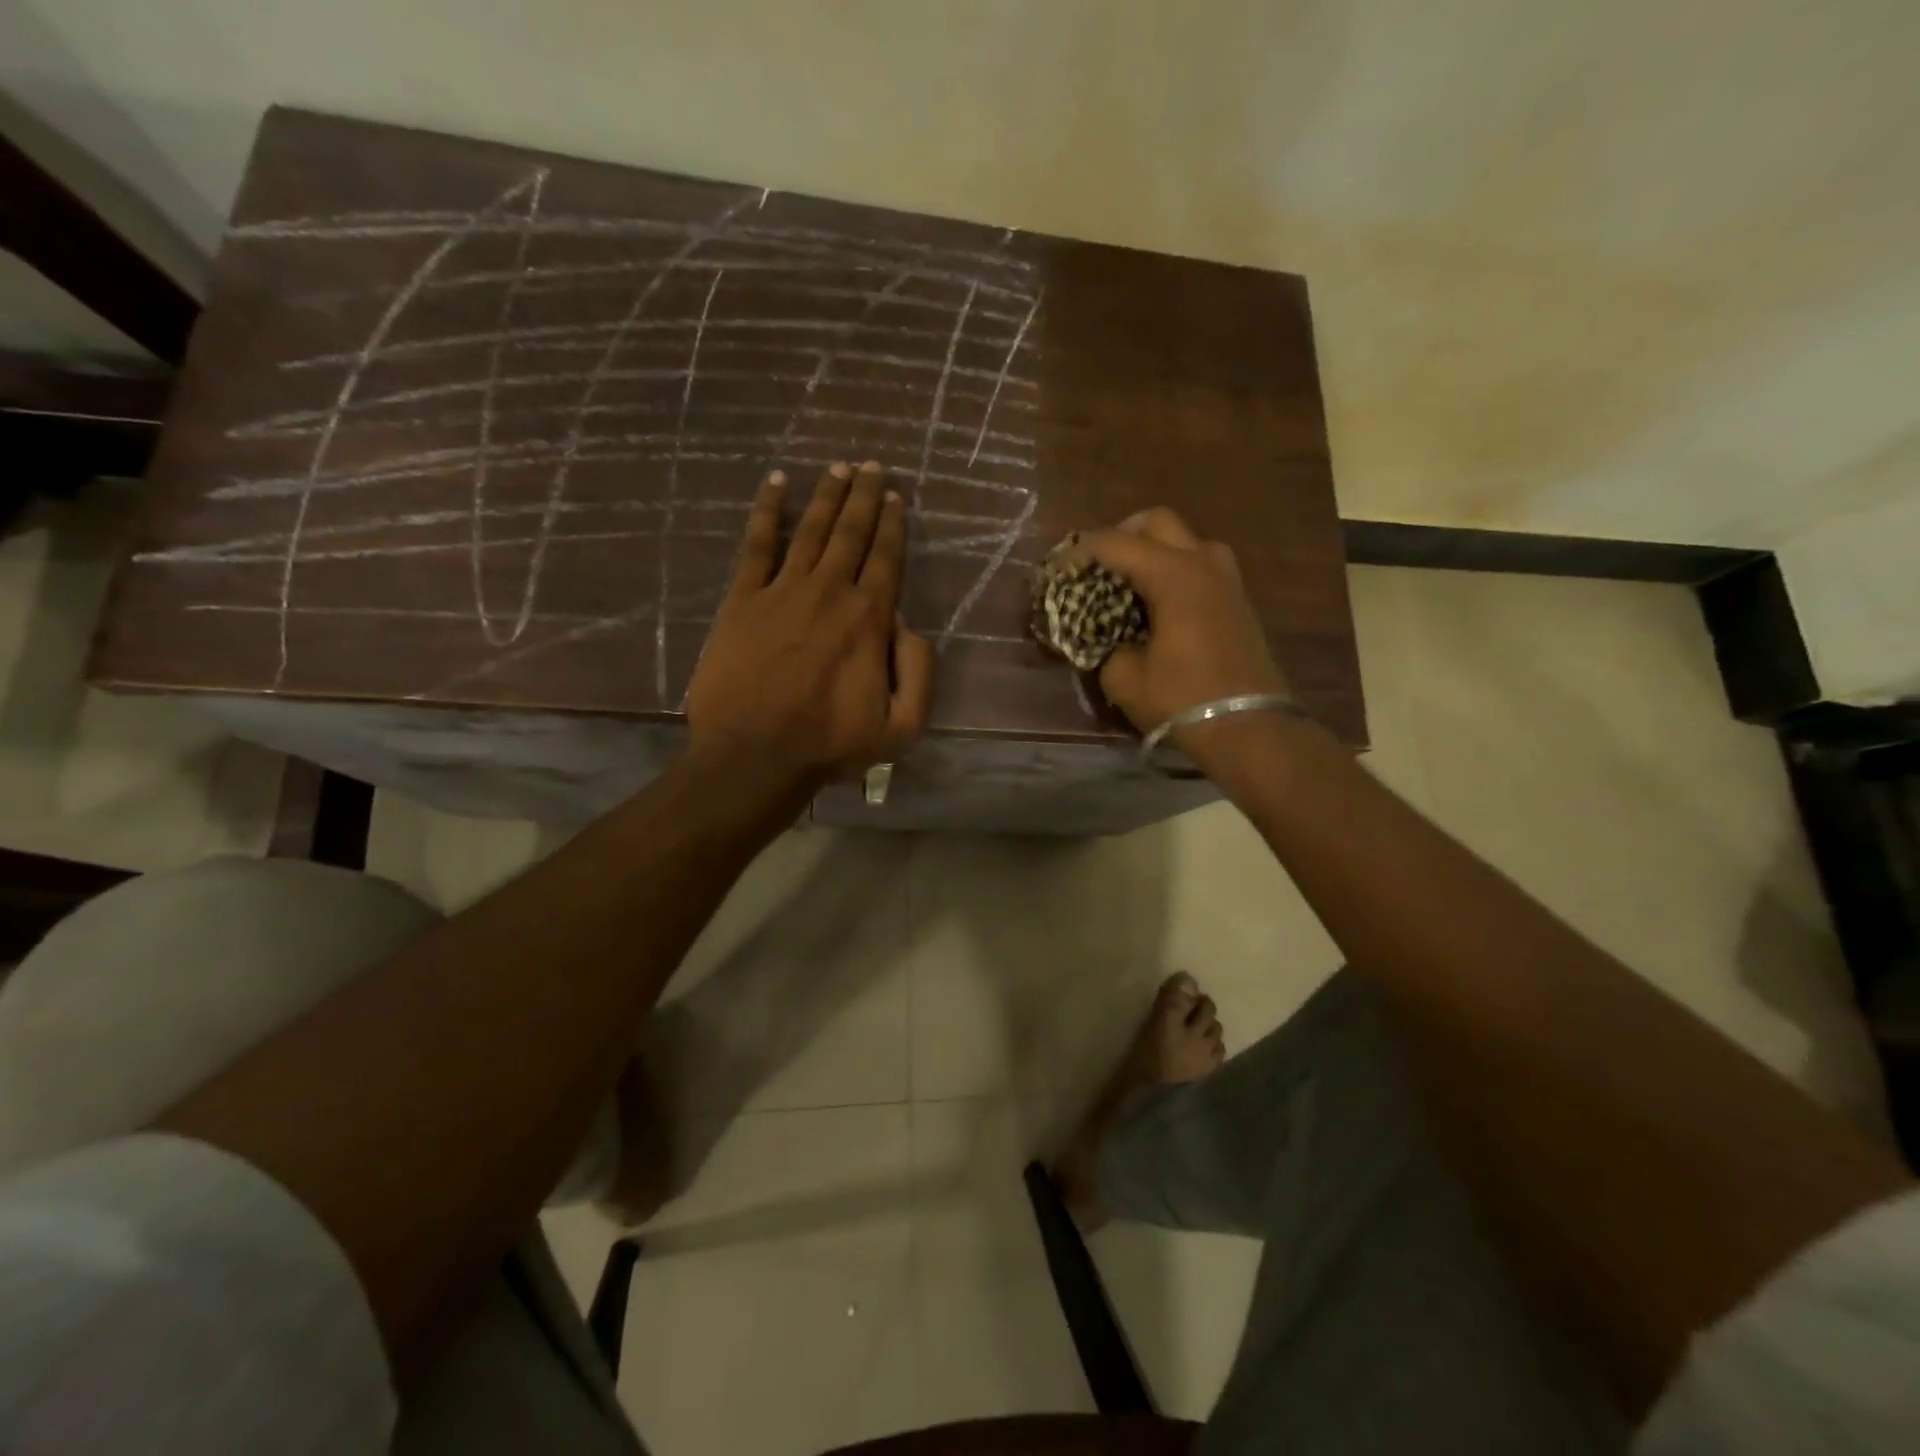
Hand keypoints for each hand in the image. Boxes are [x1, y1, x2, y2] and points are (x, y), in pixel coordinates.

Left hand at [685, 462, 933, 791]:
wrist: (755, 756)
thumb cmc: (830, 745)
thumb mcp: (902, 727)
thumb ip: (919, 671)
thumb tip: (907, 625)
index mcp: (869, 619)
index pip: (886, 558)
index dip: (893, 525)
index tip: (896, 497)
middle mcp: (829, 592)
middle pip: (851, 533)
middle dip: (864, 496)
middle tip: (871, 465)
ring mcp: (783, 591)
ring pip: (811, 530)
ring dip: (827, 495)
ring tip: (838, 467)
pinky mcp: (743, 600)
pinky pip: (757, 544)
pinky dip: (768, 511)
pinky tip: (776, 484)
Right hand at [1080, 508, 1288, 749]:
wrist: (1251, 728)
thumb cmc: (1183, 700)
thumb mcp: (1125, 679)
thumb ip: (1105, 645)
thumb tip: (1102, 636)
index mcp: (1173, 575)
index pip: (1116, 543)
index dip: (1080, 550)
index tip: (1057, 566)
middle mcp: (1203, 563)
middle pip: (1157, 521)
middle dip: (1122, 534)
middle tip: (1097, 564)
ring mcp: (1227, 579)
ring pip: (1185, 538)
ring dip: (1154, 548)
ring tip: (1129, 580)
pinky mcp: (1238, 599)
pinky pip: (1201, 563)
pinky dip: (1174, 567)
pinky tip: (1157, 600)